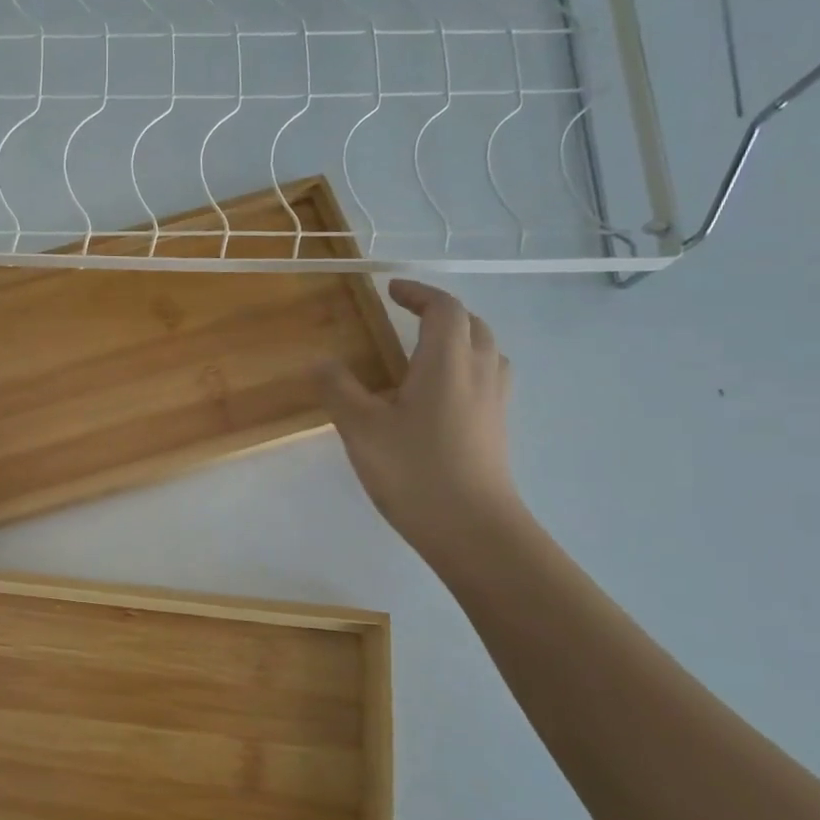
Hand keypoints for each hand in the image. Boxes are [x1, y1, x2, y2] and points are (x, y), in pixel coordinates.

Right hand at [317, 279, 520, 553]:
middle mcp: (479, 373)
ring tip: (426, 352)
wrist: (472, 530)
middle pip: (472, 324)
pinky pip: (487, 379)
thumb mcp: (360, 428)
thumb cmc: (414, 470)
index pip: (444, 308)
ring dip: (460, 339)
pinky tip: (439, 396)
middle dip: (442, 312)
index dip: (418, 293)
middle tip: (409, 317)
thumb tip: (322, 361)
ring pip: (486, 352)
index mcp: (447, 362)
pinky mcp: (497, 429)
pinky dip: (466, 369)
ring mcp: (494, 402)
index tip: (391, 290)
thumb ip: (338, 388)